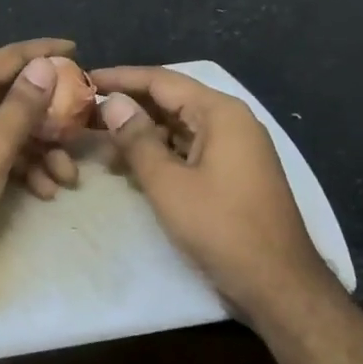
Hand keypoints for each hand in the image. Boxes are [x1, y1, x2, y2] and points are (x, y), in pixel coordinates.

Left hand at [0, 39, 75, 287]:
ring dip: (42, 150)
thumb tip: (44, 65)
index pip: (10, 57)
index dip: (44, 51)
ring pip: (12, 130)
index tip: (77, 49)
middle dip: (52, 116)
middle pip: (15, 96)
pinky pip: (0, 154)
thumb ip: (22, 105)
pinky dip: (23, 168)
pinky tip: (44, 191)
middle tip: (82, 129)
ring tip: (68, 178)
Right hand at [91, 66, 334, 317]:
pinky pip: (188, 150)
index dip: (120, 78)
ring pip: (177, 128)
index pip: (161, 80)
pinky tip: (129, 168)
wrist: (279, 285)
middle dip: (127, 107)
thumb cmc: (222, 229)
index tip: (83, 79)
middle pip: (170, 102)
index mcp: (220, 113)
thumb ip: (137, 139)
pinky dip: (159, 155)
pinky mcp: (231, 174)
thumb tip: (112, 101)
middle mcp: (230, 122)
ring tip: (98, 143)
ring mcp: (234, 149)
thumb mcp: (169, 184)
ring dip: (140, 134)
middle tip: (83, 114)